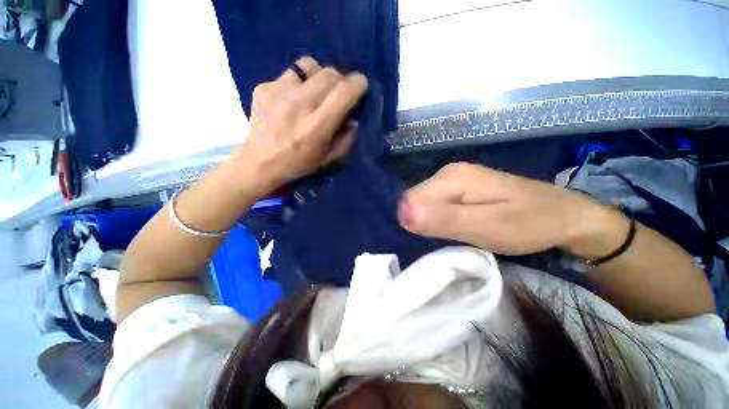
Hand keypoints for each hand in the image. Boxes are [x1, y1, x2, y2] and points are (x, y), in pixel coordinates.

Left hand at [237, 57, 368, 192]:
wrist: (259, 163)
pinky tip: (294, 100)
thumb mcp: (329, 159)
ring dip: (320, 77)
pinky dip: (299, 83)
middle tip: (339, 94)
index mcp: (315, 127)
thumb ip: (347, 138)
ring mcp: (277, 92)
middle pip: (330, 74)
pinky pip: (291, 74)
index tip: (361, 86)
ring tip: (316, 93)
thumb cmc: (299, 165)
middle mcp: (297, 105)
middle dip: (341, 81)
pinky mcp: (263, 87)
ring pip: (309, 65)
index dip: (358, 84)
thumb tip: (353, 117)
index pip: (344, 92)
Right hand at [398, 162, 628, 256]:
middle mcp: (448, 172)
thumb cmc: (530, 223)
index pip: (410, 200)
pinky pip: (435, 204)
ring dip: (433, 221)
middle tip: (454, 235)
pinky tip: (458, 225)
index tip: (439, 237)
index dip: (418, 222)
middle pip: (415, 200)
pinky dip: (440, 219)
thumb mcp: (486, 227)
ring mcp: (454, 178)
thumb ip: (443, 219)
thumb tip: (403, 214)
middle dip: (426, 221)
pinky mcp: (459, 187)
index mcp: (452, 177)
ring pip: (424, 203)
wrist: (565, 215)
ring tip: (458, 232)